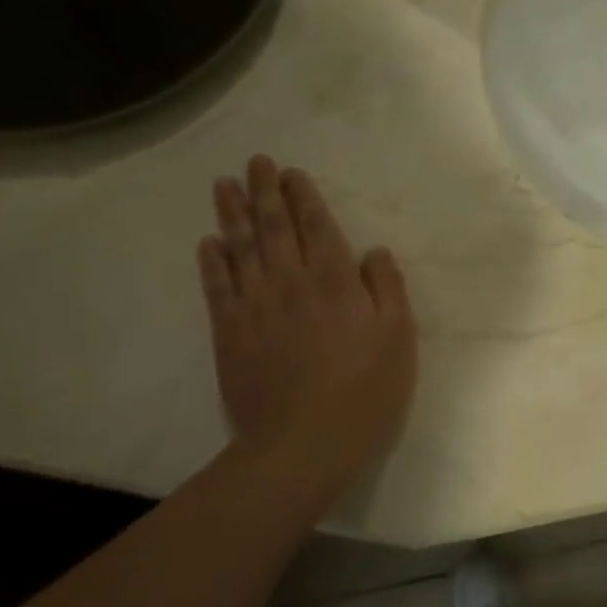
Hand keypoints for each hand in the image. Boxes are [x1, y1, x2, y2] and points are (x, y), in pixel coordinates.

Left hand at [198, 155, 416, 502]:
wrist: (304, 444)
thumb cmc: (365, 390)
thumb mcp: (399, 337)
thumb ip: (388, 288)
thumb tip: (373, 251)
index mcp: (335, 280)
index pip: (316, 225)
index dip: (304, 196)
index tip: (291, 172)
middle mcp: (290, 281)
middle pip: (274, 226)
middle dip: (264, 191)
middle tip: (255, 162)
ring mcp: (255, 306)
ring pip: (240, 247)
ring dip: (232, 213)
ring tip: (224, 184)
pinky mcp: (229, 333)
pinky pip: (217, 287)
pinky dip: (211, 261)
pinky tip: (208, 242)